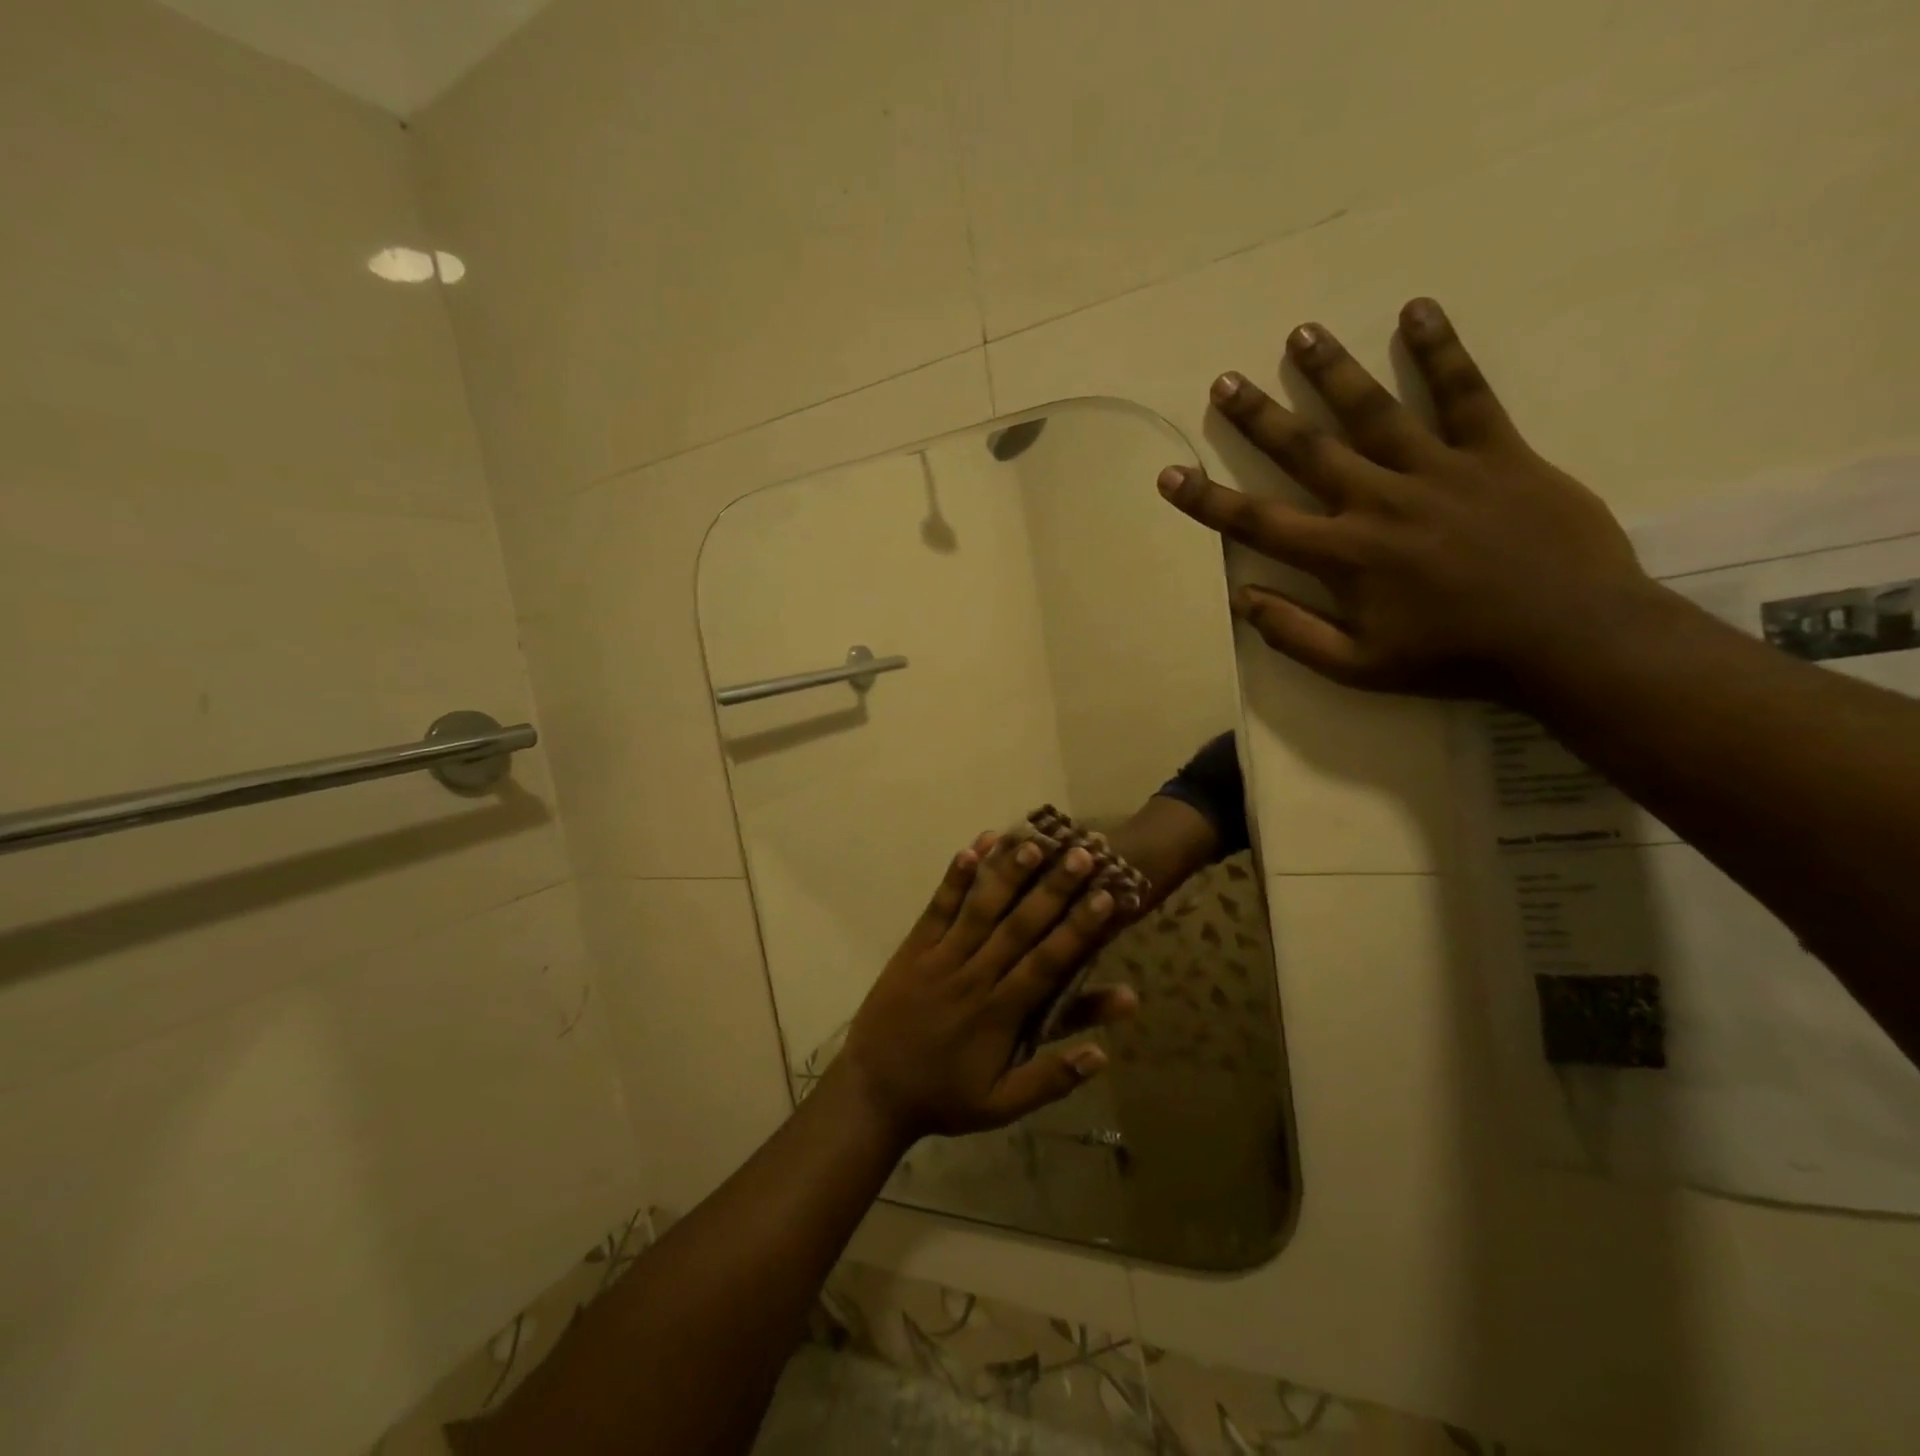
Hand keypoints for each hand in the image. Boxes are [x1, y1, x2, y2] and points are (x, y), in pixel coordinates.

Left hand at [834, 833, 1136, 1146]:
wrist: (872, 1093)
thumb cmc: (943, 1097)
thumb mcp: (1002, 1105)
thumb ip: (1052, 1079)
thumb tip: (1104, 1054)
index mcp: (1001, 1014)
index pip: (1048, 963)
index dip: (1079, 929)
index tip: (1106, 896)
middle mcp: (975, 977)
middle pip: (1019, 926)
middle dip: (1053, 888)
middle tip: (1083, 851)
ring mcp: (941, 958)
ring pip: (980, 910)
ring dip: (1007, 874)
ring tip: (1033, 840)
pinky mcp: (914, 948)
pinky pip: (937, 908)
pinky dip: (955, 879)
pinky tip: (972, 847)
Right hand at [1159, 297, 1660, 698]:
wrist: (1568, 638)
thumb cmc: (1453, 657)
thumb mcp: (1358, 667)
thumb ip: (1293, 633)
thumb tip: (1241, 598)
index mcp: (1343, 555)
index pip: (1257, 522)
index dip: (1207, 499)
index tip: (1170, 473)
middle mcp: (1379, 501)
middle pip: (1307, 449)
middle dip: (1260, 416)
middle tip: (1226, 381)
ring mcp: (1439, 471)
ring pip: (1374, 411)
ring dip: (1333, 371)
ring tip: (1301, 333)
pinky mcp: (1497, 453)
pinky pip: (1465, 394)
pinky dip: (1441, 352)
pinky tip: (1416, 312)